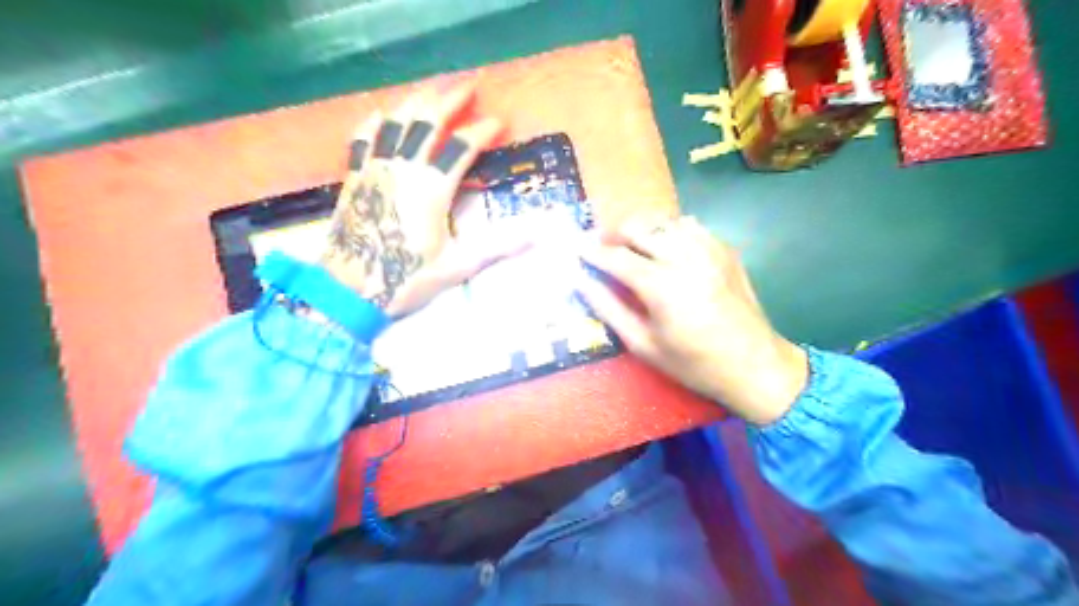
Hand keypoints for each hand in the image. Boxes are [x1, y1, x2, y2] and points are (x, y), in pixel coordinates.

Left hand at [317, 82, 529, 317]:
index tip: (499, 121)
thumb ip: (498, 247)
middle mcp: (403, 168)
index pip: (461, 147)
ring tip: (433, 89)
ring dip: (416, 101)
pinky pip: (362, 137)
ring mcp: (375, 168)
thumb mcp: (458, 266)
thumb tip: (538, 236)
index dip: (482, 130)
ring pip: (395, 121)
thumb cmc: (406, 279)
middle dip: (450, 99)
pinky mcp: (355, 176)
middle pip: (427, 121)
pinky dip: (374, 121)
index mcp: (431, 189)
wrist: (350, 289)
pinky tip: (381, 112)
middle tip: (468, 84)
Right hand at [577, 215, 804, 424]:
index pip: (616, 257)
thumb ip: (609, 308)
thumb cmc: (693, 363)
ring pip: (663, 221)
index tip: (575, 248)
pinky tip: (666, 249)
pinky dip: (669, 231)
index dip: (591, 252)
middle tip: (602, 248)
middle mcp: (685, 258)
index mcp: (662, 286)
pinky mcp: (725, 249)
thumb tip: (581, 282)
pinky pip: (689, 225)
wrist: (755, 365)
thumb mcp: (643, 345)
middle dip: (613, 233)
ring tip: (631, 246)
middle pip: (639, 227)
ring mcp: (709, 249)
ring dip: (641, 229)